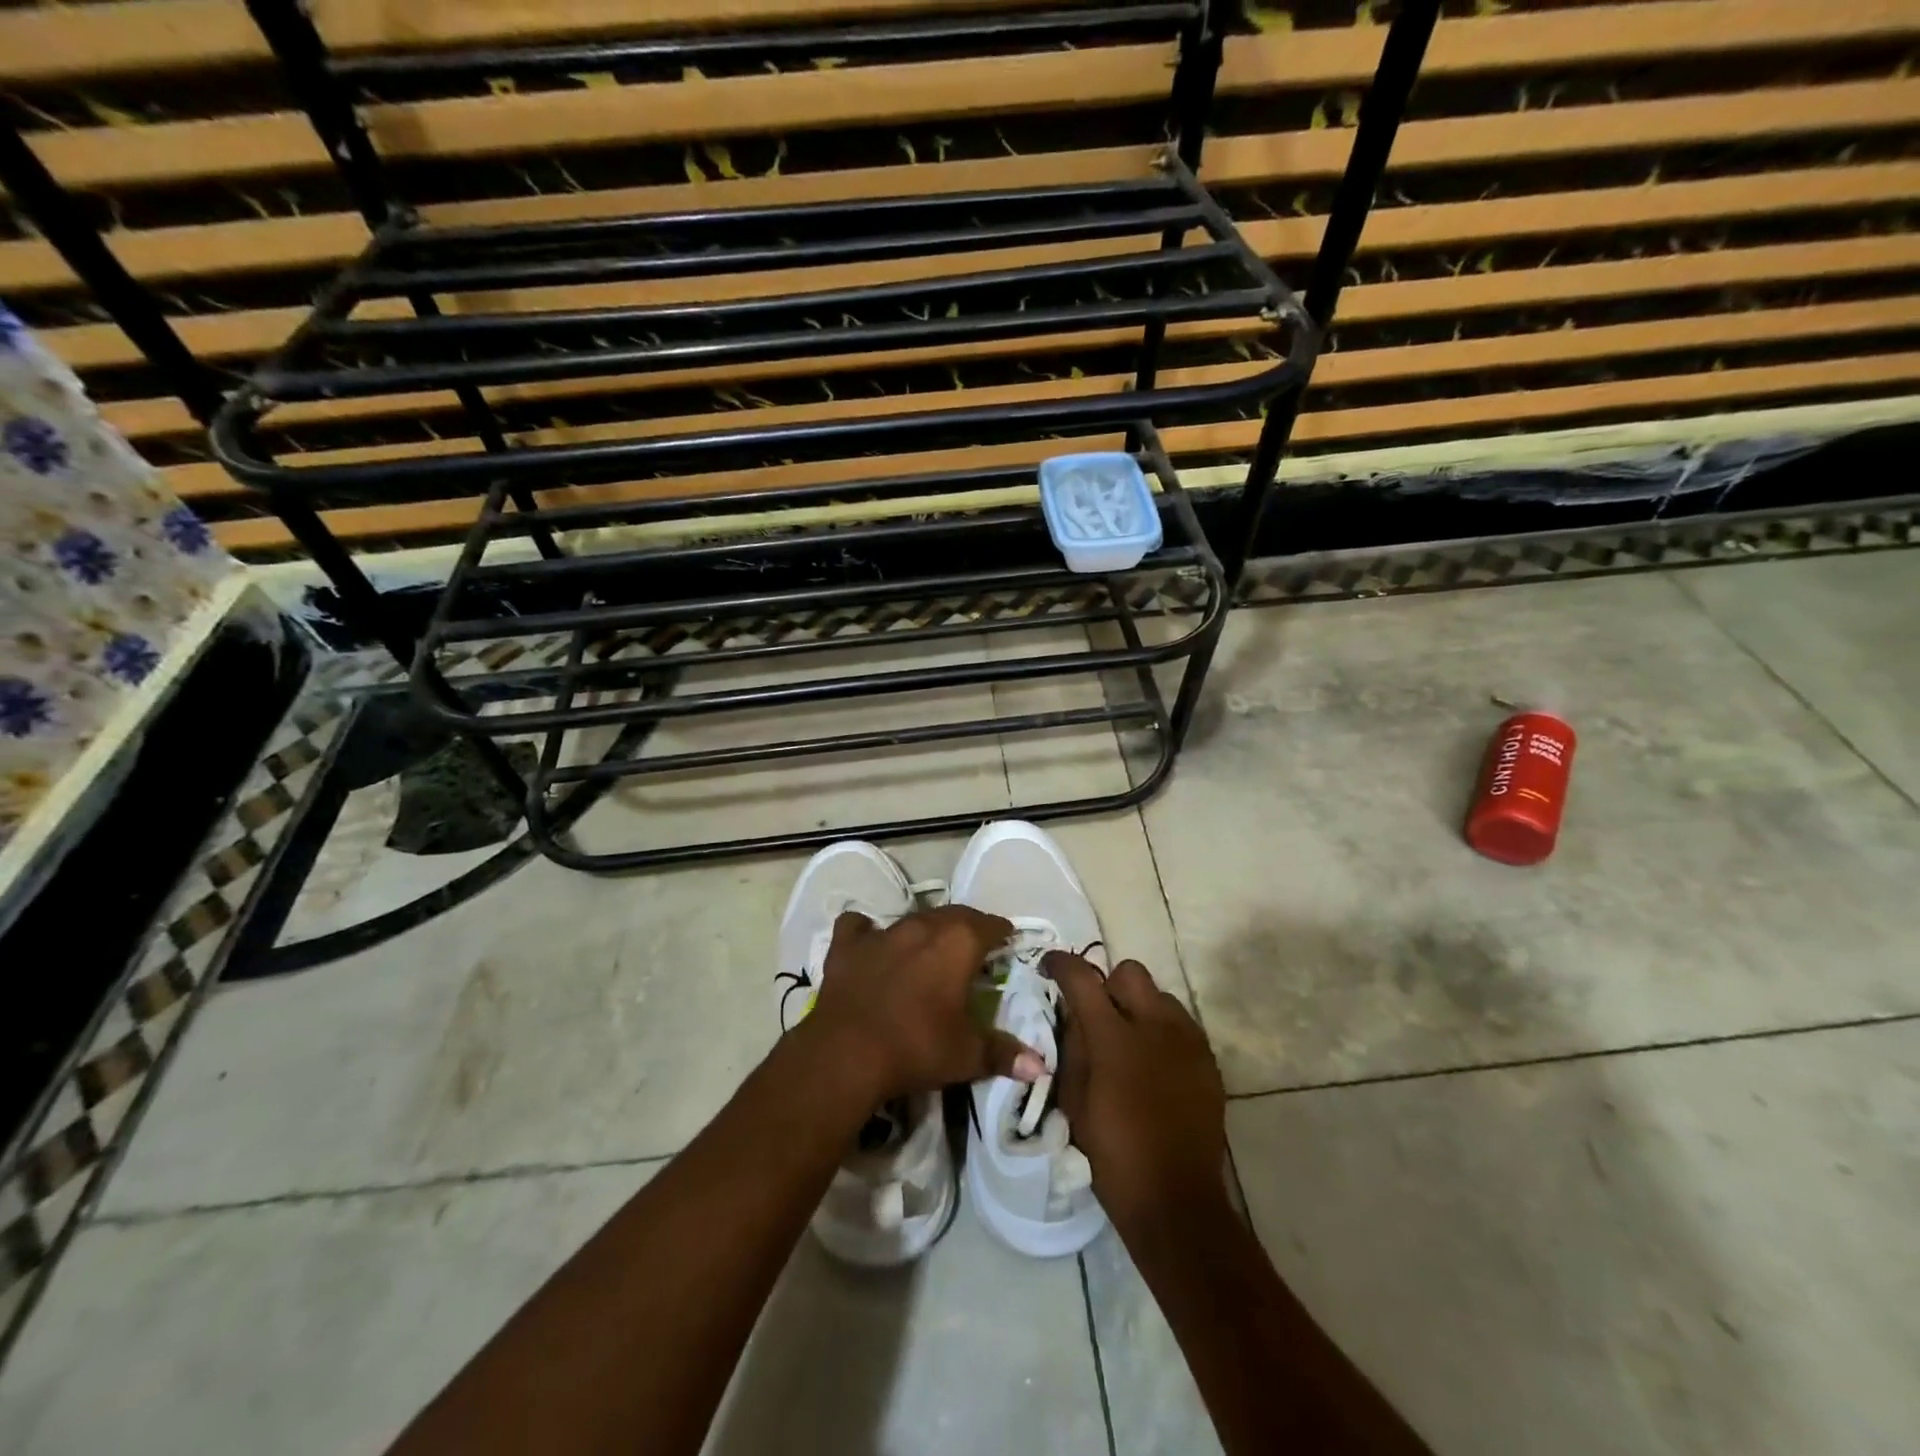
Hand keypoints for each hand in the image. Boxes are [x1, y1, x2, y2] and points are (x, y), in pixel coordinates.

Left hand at [805, 907, 1045, 1102]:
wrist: (847, 1054)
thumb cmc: (917, 1047)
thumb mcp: (967, 1055)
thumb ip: (1004, 1054)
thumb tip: (1041, 1066)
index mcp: (959, 942)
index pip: (990, 925)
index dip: (1001, 933)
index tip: (1007, 942)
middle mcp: (923, 926)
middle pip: (954, 915)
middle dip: (968, 927)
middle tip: (973, 947)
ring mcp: (882, 932)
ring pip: (912, 919)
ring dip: (925, 930)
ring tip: (929, 950)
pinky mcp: (848, 945)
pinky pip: (859, 926)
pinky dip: (867, 932)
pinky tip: (871, 946)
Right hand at [1044, 953, 1228, 1234]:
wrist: (1176, 1200)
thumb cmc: (1113, 1153)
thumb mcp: (1073, 1100)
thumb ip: (1072, 1046)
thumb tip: (1073, 1013)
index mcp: (1114, 1037)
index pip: (1082, 977)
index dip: (1060, 964)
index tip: (1049, 967)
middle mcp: (1155, 1025)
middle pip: (1130, 972)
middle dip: (1108, 984)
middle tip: (1097, 1015)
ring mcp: (1188, 1040)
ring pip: (1160, 995)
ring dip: (1139, 1008)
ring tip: (1129, 1043)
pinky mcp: (1208, 1059)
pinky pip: (1181, 1024)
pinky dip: (1162, 1031)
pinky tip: (1154, 1065)